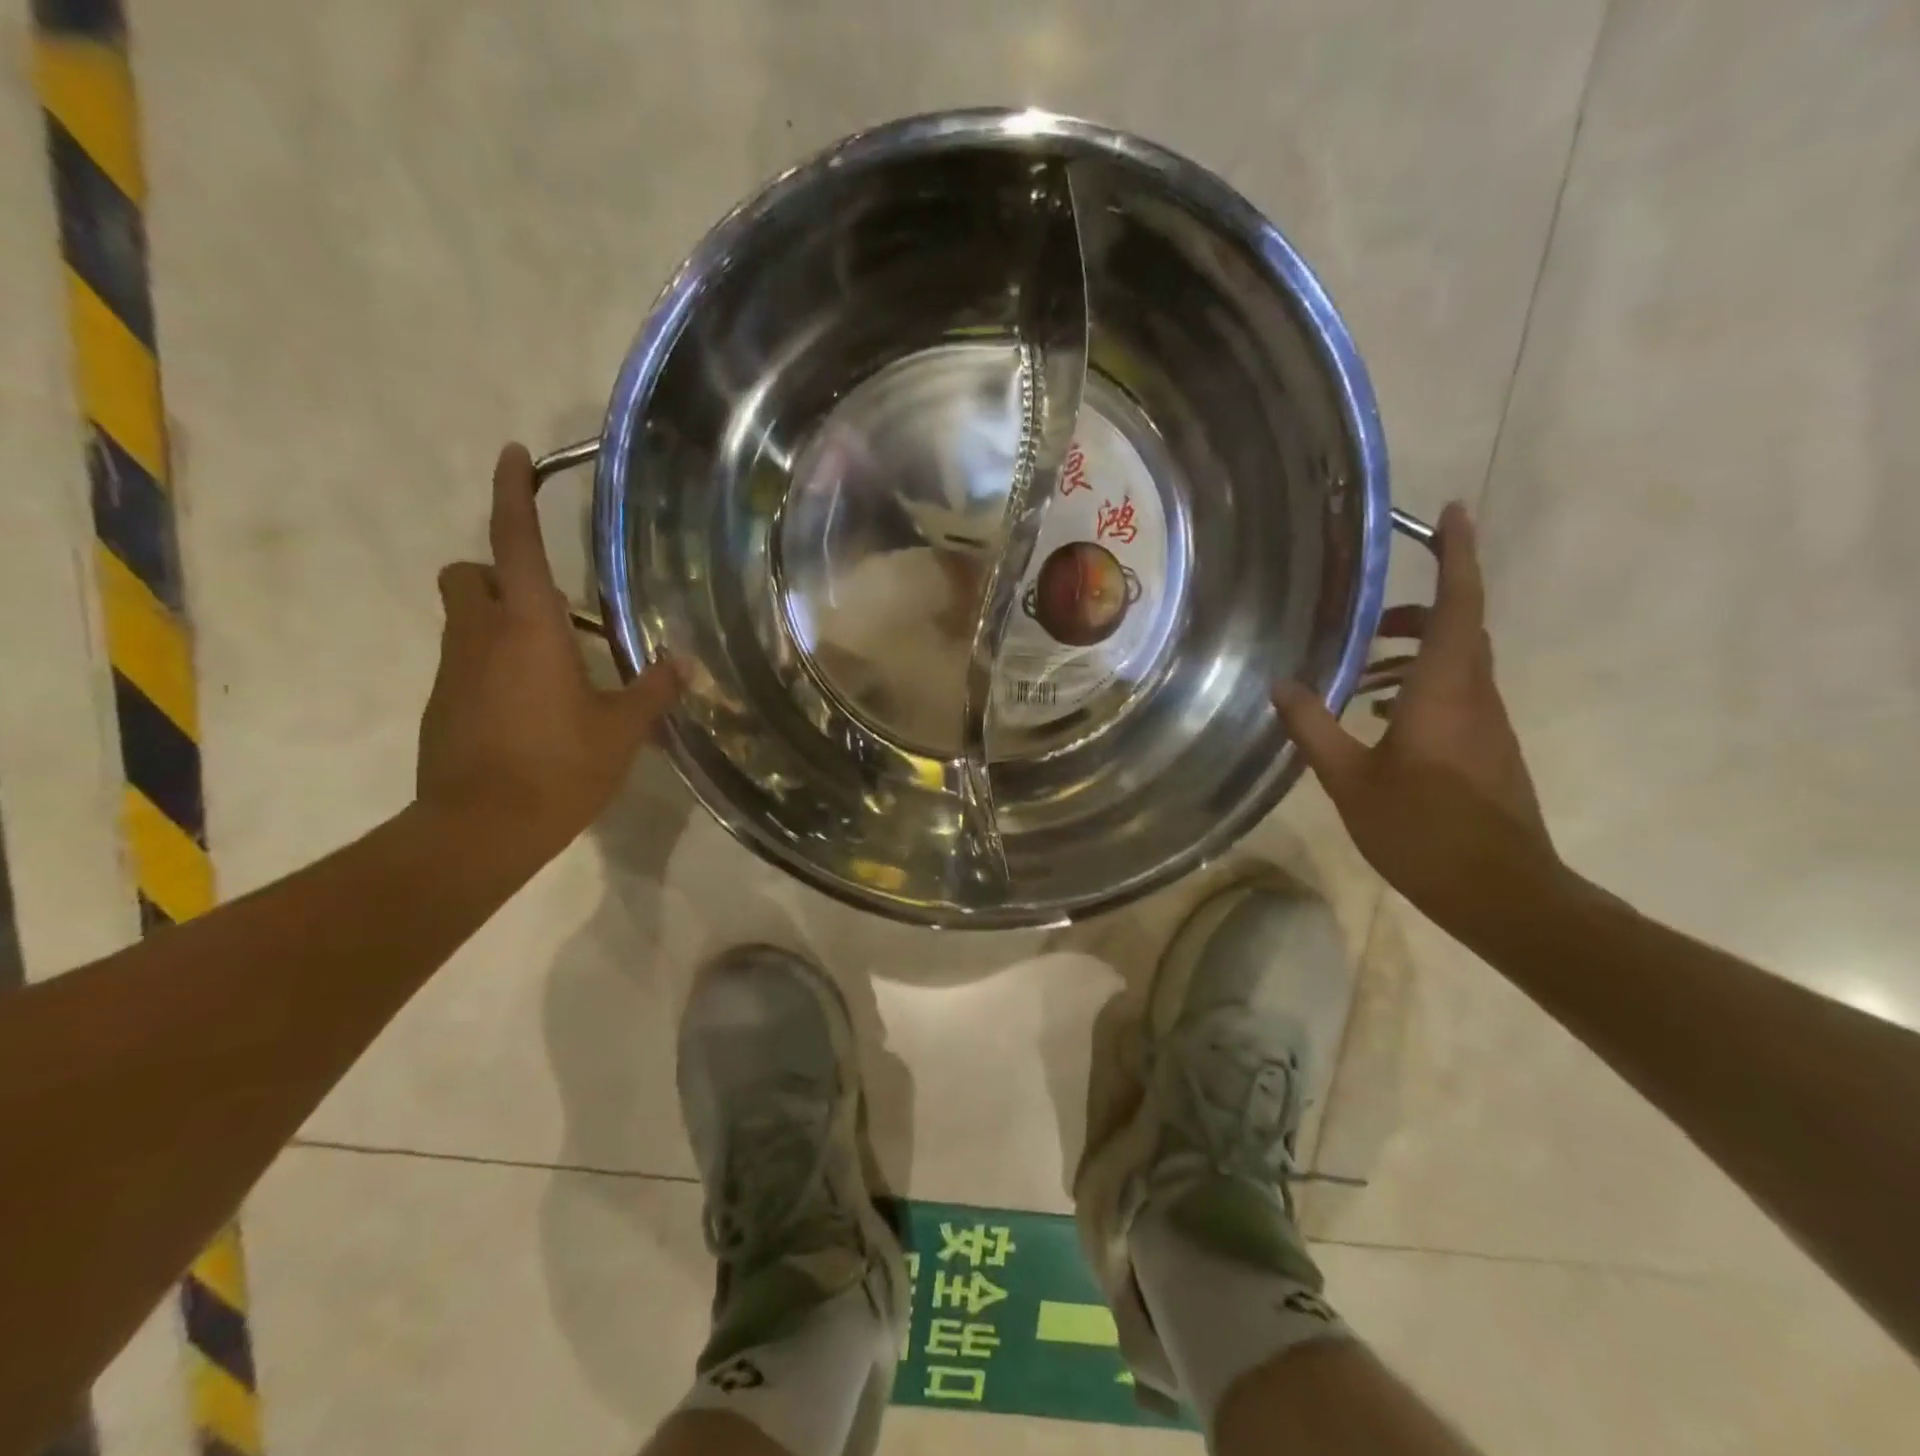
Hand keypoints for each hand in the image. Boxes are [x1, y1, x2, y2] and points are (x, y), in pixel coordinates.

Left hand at [416, 444, 681, 860]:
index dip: (513, 494)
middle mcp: (479, 636)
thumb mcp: (621, 730)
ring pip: (465, 620)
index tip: (514, 454)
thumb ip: (651, 690)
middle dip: (497, 571)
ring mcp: (452, 672)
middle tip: (548, 603)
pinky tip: (534, 708)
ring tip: (555, 665)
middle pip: (468, 574)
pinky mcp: (441, 706)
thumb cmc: (557, 767)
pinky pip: (466, 664)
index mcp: (527, 627)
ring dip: (501, 623)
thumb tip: (680, 664)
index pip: (514, 542)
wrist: (479, 830)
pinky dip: (494, 666)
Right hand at [1274, 503, 1557, 932]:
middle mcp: (1476, 696)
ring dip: (1414, 655)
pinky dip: (1420, 690)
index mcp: (1448, 690)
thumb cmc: (1423, 830)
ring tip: (1362, 672)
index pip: (1460, 604)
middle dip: (1418, 611)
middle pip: (1460, 629)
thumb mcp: (1350, 780)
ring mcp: (1488, 725)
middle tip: (1368, 617)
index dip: (1458, 554)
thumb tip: (1281, 683)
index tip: (1452, 511)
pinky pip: (1456, 698)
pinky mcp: (1488, 752)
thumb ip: (1314, 727)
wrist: (1501, 893)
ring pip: (1457, 666)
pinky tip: (1381, 720)